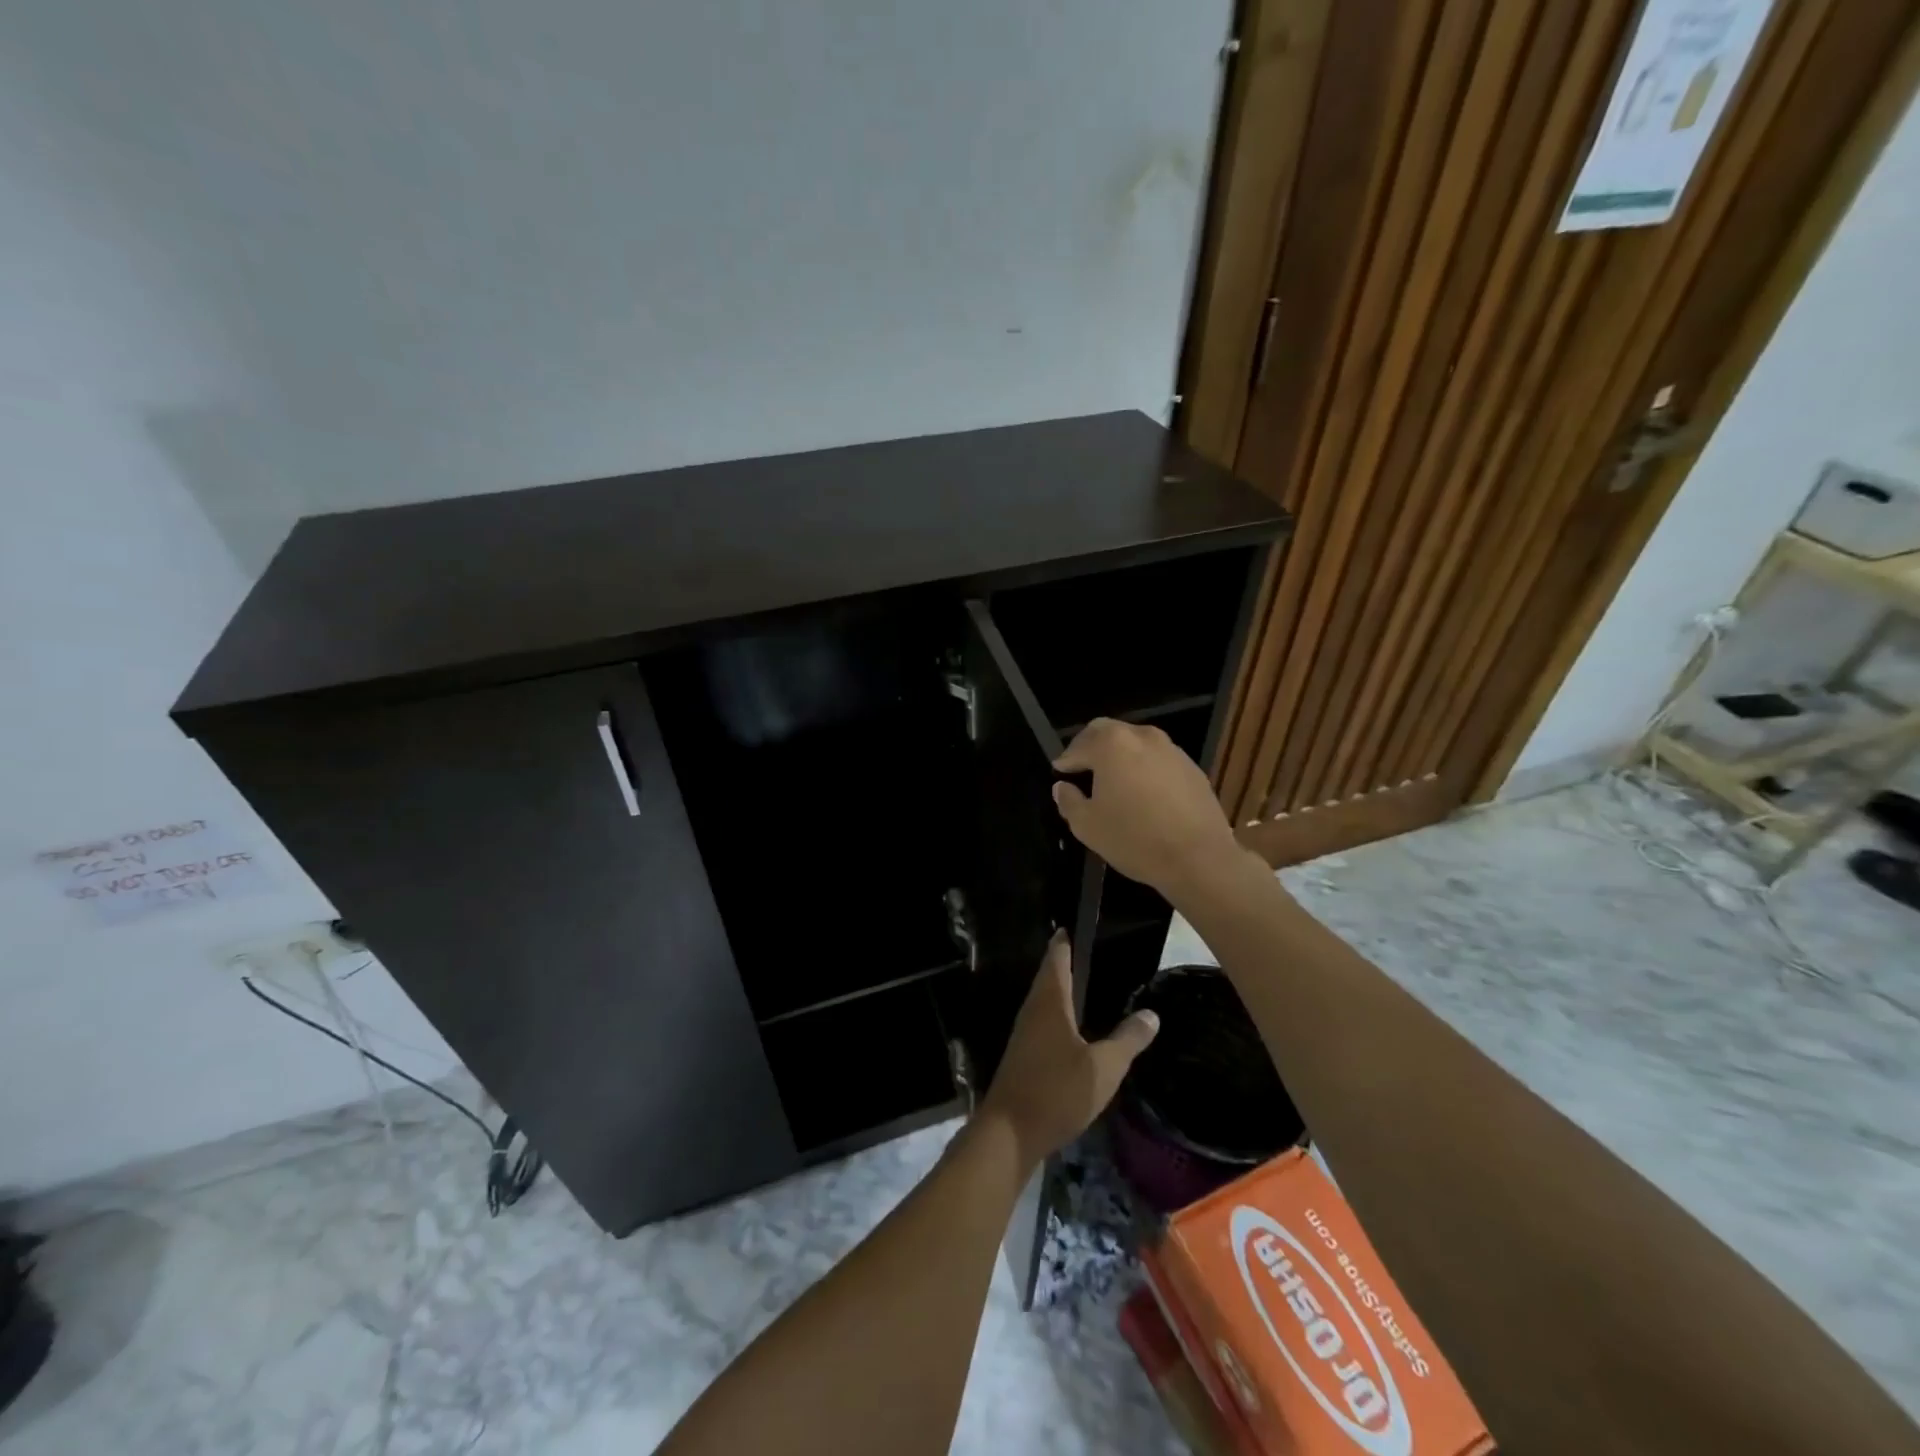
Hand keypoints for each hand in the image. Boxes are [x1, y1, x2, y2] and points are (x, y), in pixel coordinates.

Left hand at [976, 932, 1158, 1167]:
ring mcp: (1024, 1033)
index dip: (1065, 941)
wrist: (1010, 1132)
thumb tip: (1151, 1013)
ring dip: (1062, 990)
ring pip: (1044, 1000)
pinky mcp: (1023, 1055)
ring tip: (1087, 986)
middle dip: (1065, 963)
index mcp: (1050, 1002)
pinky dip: (1058, 1015)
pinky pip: (1043, 1022)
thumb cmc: (1057, 1091)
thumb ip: (1128, 1040)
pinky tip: (1074, 1029)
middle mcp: (1033, 1010)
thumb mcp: (1104, 1068)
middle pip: (1048, 977)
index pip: (1057, 958)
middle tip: (1091, 952)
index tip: (1074, 924)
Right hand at [1051, 719, 1245, 898]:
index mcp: (1112, 745)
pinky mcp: (1192, 767)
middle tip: (1082, 768)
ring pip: (1136, 743)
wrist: (1199, 858)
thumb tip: (1062, 787)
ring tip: (1113, 782)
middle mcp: (1142, 737)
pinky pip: (1159, 760)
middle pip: (1108, 732)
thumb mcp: (1087, 826)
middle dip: (1091, 747)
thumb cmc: (1134, 839)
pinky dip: (1145, 769)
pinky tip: (1143, 794)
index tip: (1059, 772)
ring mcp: (1171, 750)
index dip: (1066, 760)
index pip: (1079, 745)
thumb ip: (1069, 801)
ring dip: (1121, 756)